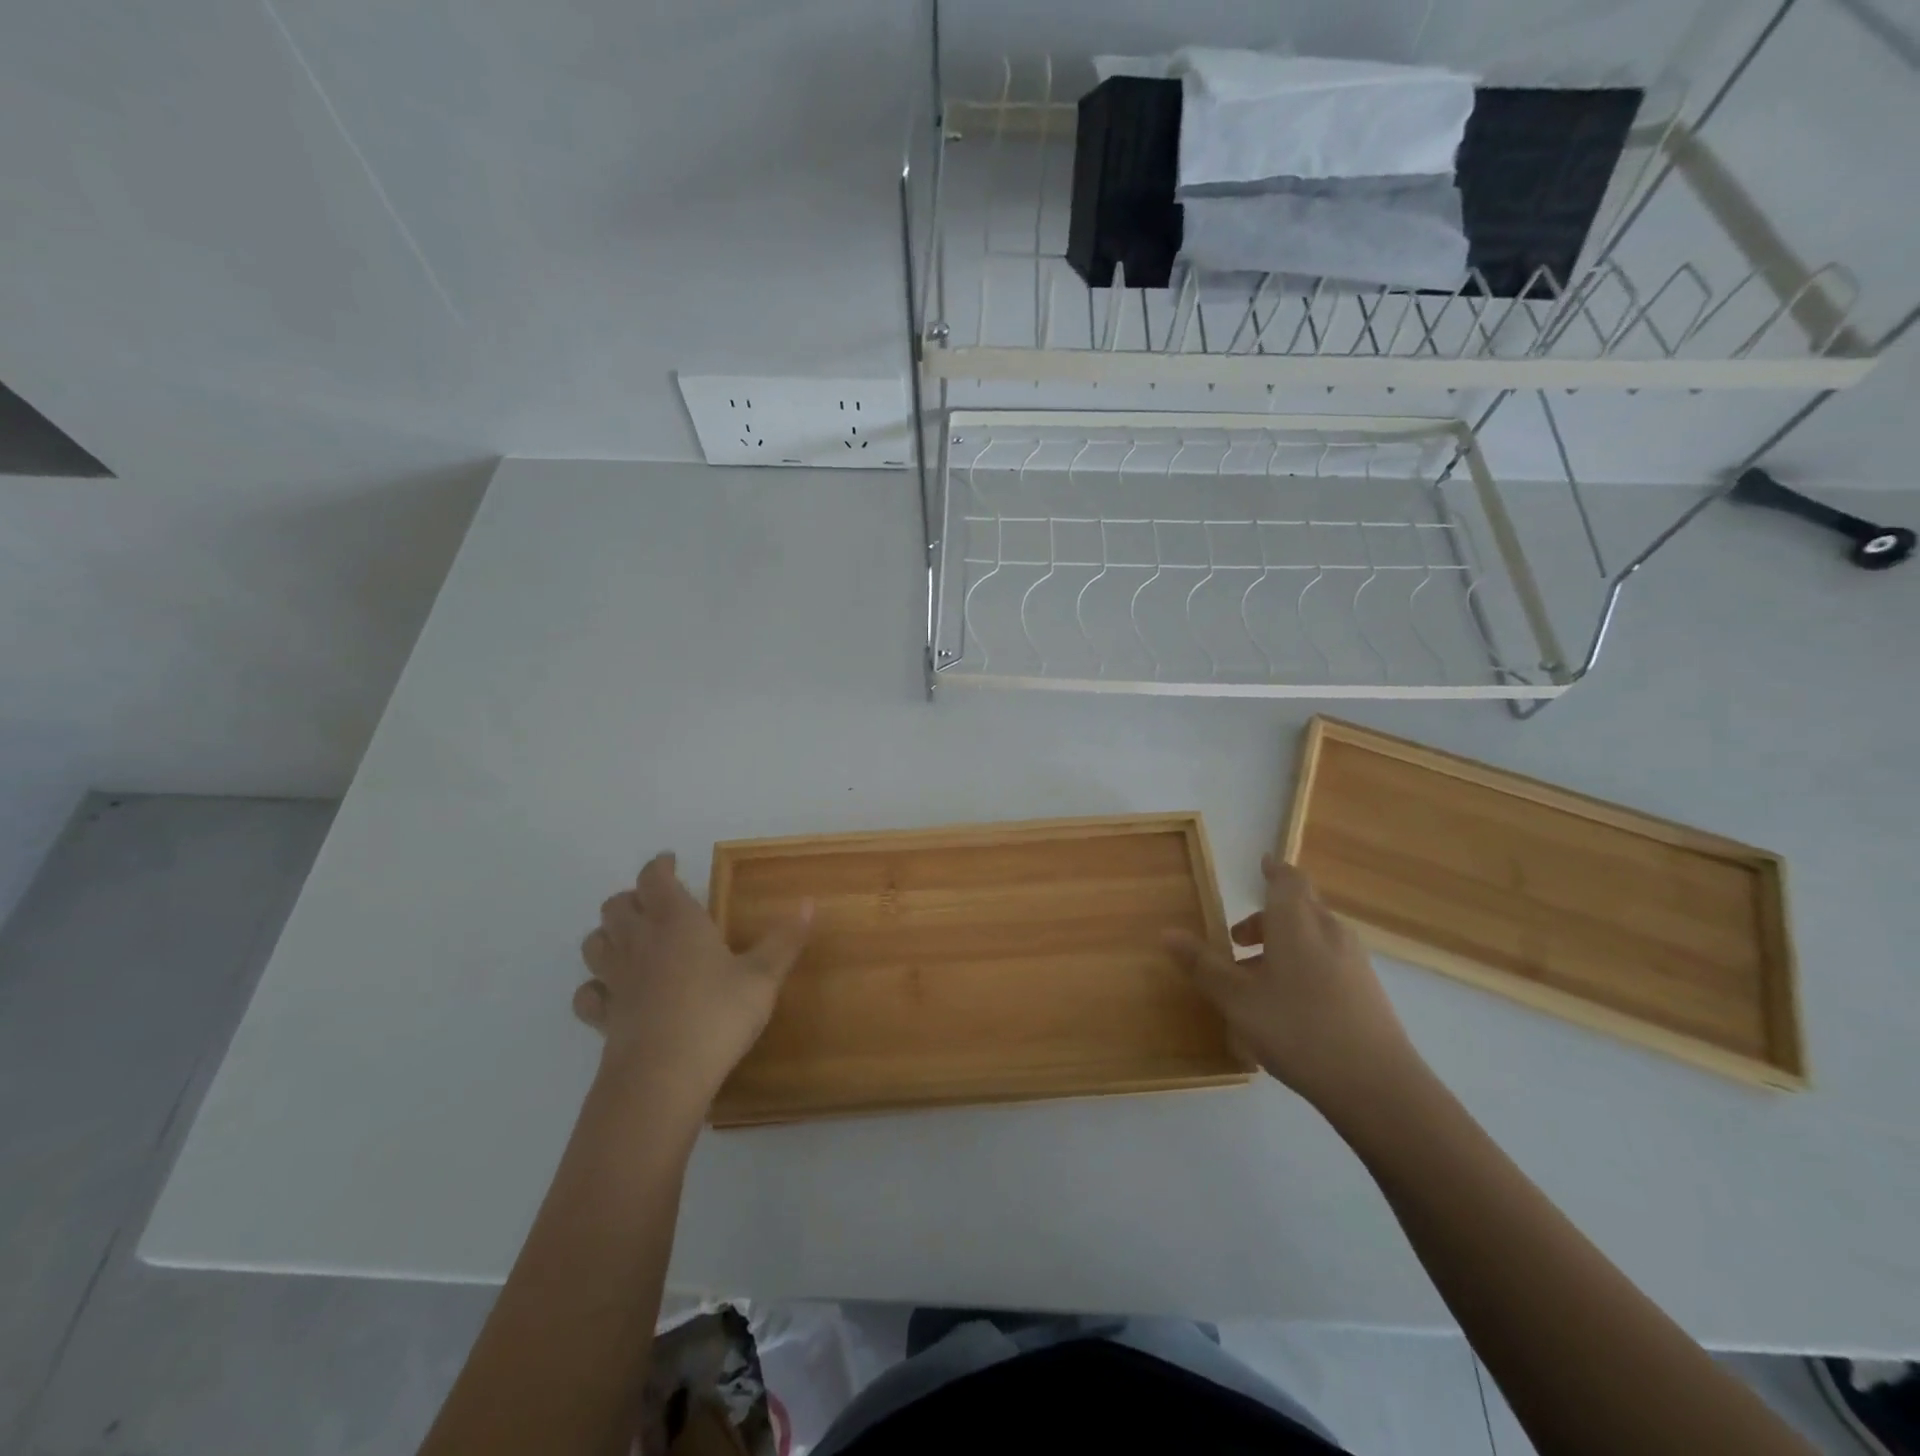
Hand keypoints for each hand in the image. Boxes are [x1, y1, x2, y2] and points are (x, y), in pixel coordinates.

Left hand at [573, 852, 811, 1113]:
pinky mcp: (602, 1017)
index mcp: (676, 921)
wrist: (662, 1078)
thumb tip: (809, 902)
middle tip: (655, 904)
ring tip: (630, 939)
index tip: (670, 861)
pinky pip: (587, 993)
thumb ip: (785, 940)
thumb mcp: (763, 977)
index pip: (655, 878)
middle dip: (633, 898)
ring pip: (594, 942)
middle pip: (616, 906)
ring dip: (608, 934)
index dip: (660, 866)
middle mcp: (639, 942)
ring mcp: (615, 980)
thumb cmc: (717, 1015)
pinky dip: (595, 986)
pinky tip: (612, 992)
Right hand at [1164, 854, 1422, 1120]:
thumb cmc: (1298, 1029)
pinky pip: (1327, 962)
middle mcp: (1329, 932)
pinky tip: (1285, 1007)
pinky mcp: (1366, 991)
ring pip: (1313, 937)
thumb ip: (1203, 965)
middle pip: (1300, 907)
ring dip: (1282, 945)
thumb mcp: (1237, 1000)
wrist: (1378, 1087)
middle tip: (1236, 940)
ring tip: (1253, 980)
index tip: (1261, 864)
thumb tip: (1168, 932)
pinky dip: (1302, 967)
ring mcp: (1353, 962)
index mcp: (1298, 923)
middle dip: (1267, 917)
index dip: (1273, 870)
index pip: (1288, 880)